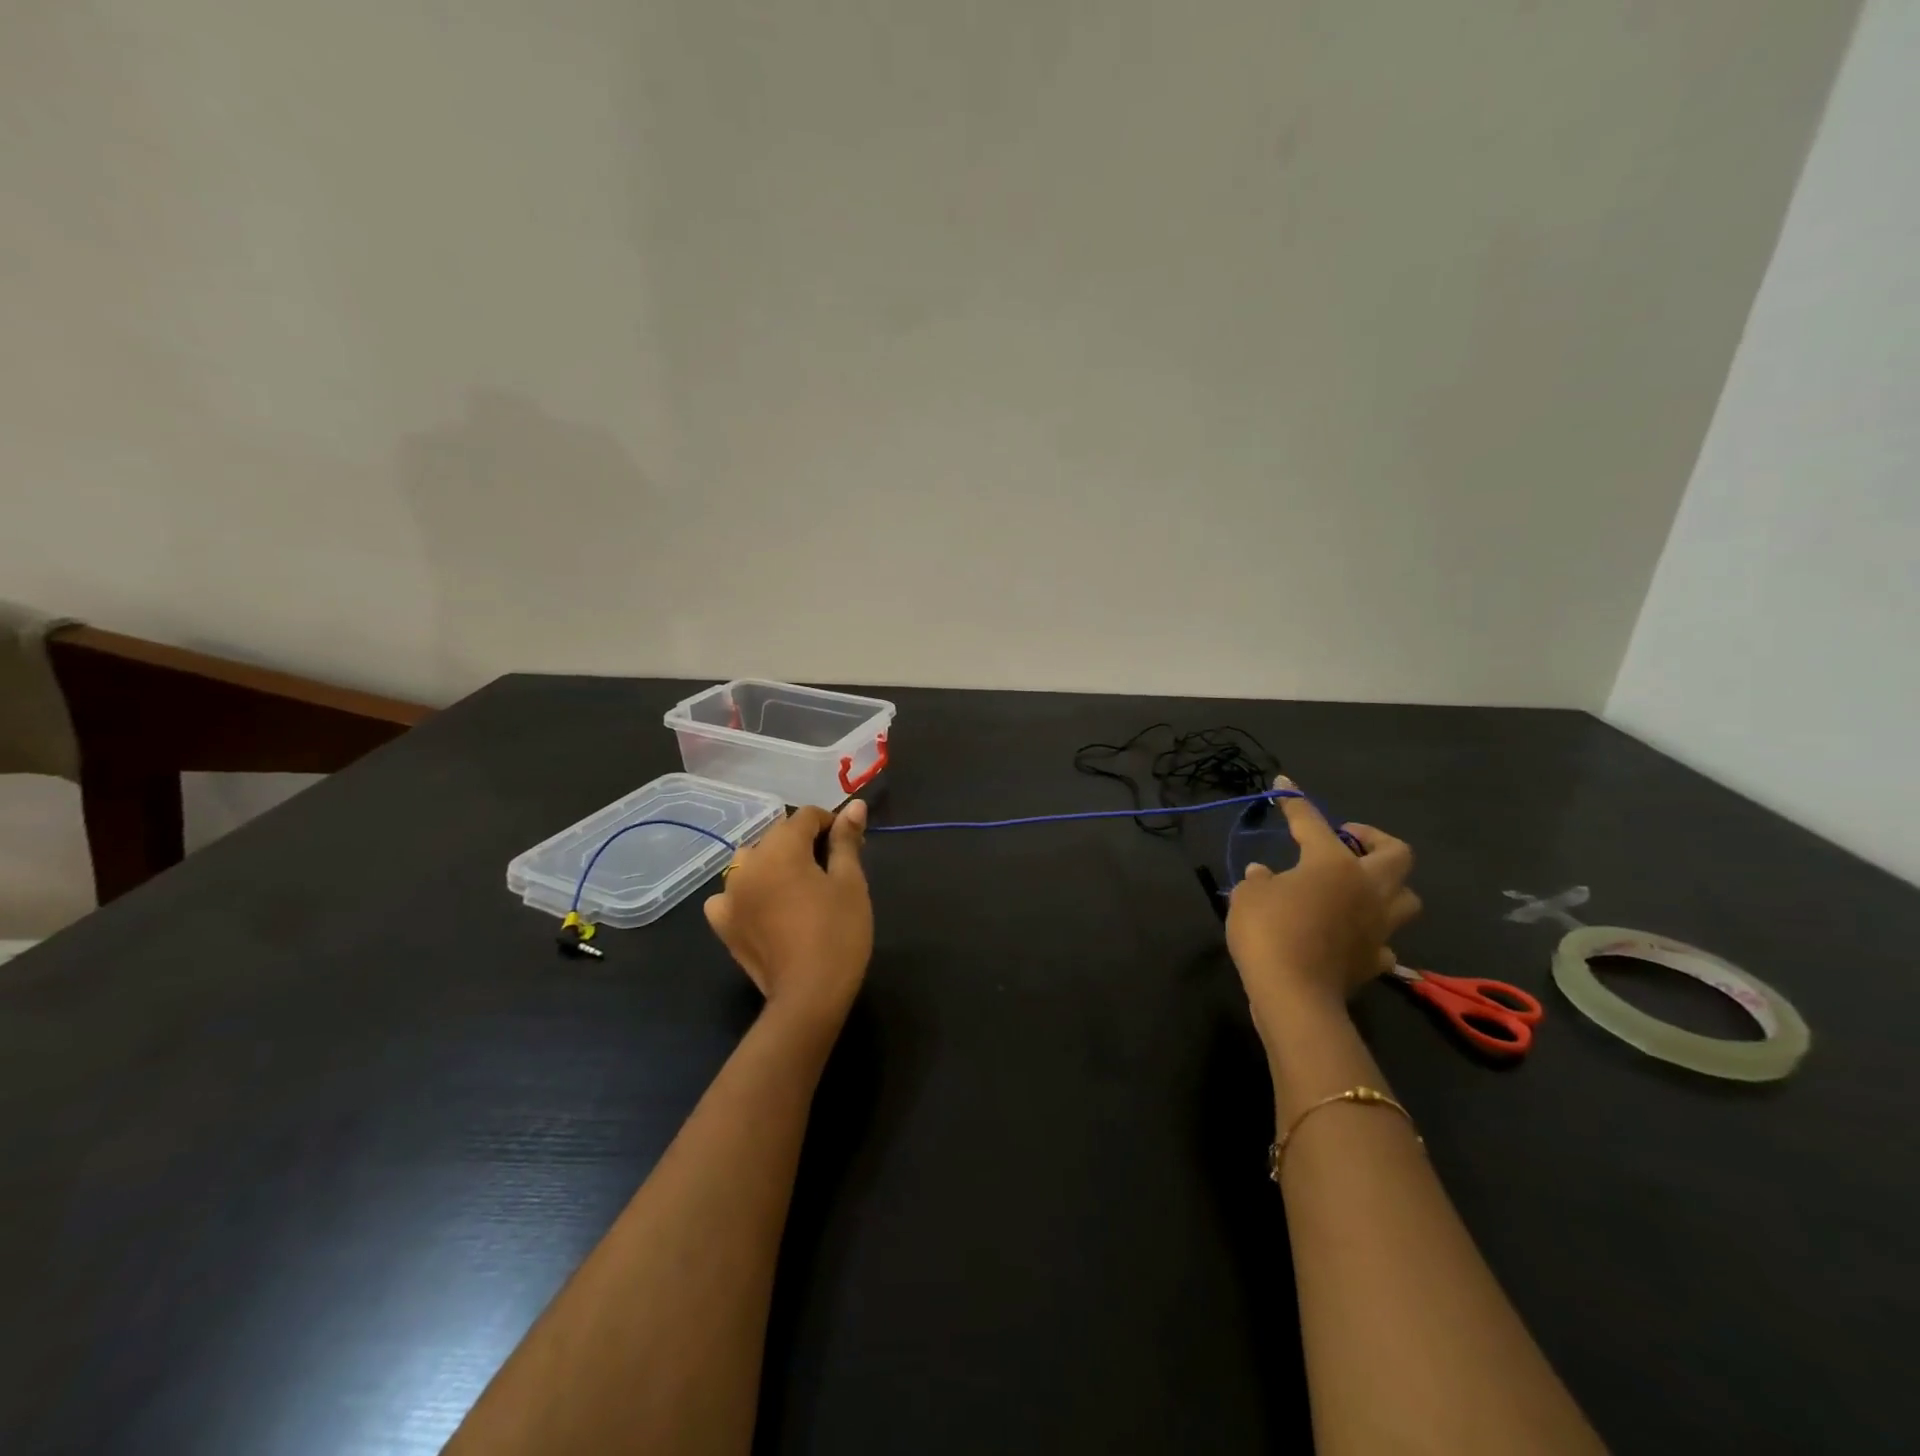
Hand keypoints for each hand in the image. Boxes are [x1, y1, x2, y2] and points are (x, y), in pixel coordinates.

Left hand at [704, 800, 872, 1027]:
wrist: (809, 994)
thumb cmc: (838, 932)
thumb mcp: (850, 882)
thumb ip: (846, 840)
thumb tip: (855, 806)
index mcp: (780, 848)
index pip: (806, 817)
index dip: (832, 824)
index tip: (850, 845)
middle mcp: (747, 864)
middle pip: (778, 837)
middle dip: (805, 844)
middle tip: (832, 868)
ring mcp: (729, 895)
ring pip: (752, 862)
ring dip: (774, 864)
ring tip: (798, 886)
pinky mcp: (723, 924)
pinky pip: (730, 895)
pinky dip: (746, 893)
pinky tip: (763, 906)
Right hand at [1226, 777, 1419, 1026]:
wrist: (1294, 995)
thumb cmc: (1268, 932)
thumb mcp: (1248, 896)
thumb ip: (1259, 880)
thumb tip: (1265, 874)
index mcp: (1332, 863)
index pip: (1313, 822)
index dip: (1295, 802)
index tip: (1284, 784)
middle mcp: (1366, 888)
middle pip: (1397, 854)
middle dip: (1375, 840)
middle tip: (1347, 839)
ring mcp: (1379, 926)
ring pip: (1406, 898)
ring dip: (1387, 887)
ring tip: (1358, 887)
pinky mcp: (1377, 959)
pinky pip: (1384, 940)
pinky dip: (1370, 933)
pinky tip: (1351, 934)